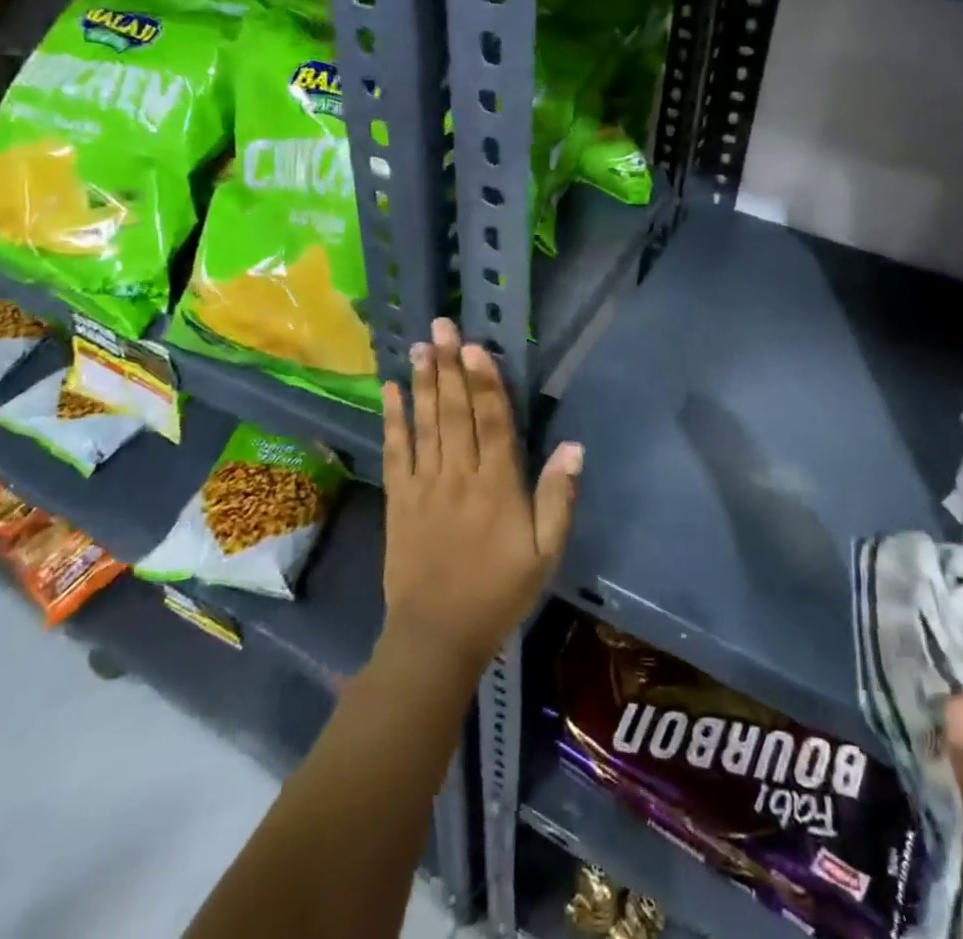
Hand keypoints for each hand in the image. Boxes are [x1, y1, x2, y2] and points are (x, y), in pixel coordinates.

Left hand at [379, 318, 582, 679]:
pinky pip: (395, 452)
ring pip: (425, 423)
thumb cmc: (500, 592)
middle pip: (455, 411)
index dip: (486, 381)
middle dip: (449, 366)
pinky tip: (388, 391)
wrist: (437, 636)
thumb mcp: (546, 553)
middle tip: (442, 326)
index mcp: (498, 486)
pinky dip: (392, 420)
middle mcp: (460, 475)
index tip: (476, 345)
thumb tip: (574, 446)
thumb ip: (559, 498)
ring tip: (419, 346)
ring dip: (422, 382)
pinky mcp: (399, 500)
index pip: (494, 422)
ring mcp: (425, 486)